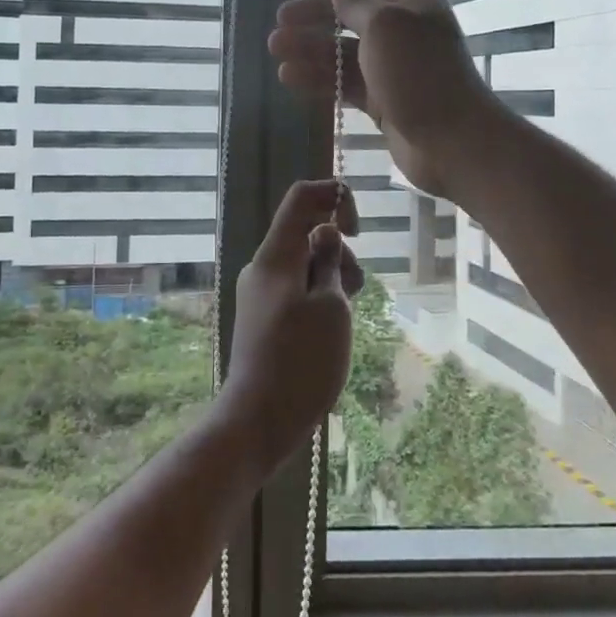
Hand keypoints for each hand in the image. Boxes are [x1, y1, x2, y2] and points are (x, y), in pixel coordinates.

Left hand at [220, 180, 362, 468]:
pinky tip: (330, 332)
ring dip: (333, 279)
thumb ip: (330, 262)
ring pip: (305, 265)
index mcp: (276, 256)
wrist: (259, 419)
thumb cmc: (301, 361)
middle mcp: (263, 267)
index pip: (301, 198)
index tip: (356, 231)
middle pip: (306, 234)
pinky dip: (319, 299)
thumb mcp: (330, 307)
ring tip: (342, 320)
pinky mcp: (264, 317)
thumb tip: (324, 229)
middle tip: (353, 292)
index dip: (333, 197)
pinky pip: (297, 290)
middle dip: (340, 252)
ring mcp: (261, 293)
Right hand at [268, 0, 504, 200]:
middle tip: (280, 20)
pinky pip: (345, 84)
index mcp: (412, 5)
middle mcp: (403, 33)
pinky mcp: (383, 102)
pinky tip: (290, 77)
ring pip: (344, 53)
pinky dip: (319, 79)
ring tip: (276, 49)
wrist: (452, 142)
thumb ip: (355, 2)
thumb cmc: (419, 73)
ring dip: (310, 49)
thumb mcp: (384, 26)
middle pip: (352, 17)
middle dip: (315, 17)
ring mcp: (392, 69)